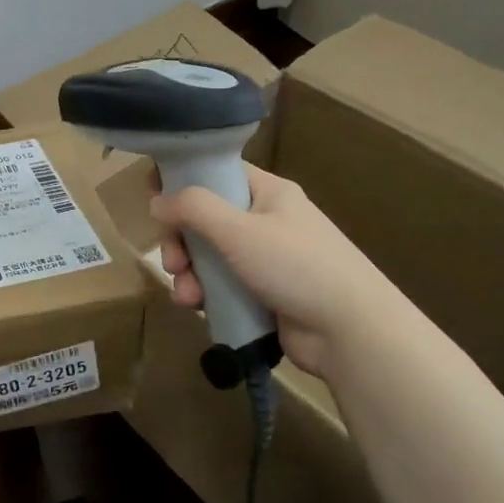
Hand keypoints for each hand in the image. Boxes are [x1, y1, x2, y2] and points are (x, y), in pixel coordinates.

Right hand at [151, 165, 393, 379]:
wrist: (348, 329)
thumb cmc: (295, 266)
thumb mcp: (239, 230)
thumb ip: (193, 209)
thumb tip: (156, 200)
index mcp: (268, 193)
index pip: (218, 173)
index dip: (184, 181)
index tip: (154, 199)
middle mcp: (266, 221)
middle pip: (207, 219)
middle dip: (181, 241)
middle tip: (172, 261)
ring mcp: (266, 260)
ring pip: (210, 257)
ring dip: (190, 273)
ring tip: (186, 295)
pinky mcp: (263, 294)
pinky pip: (222, 286)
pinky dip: (206, 294)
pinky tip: (197, 308)